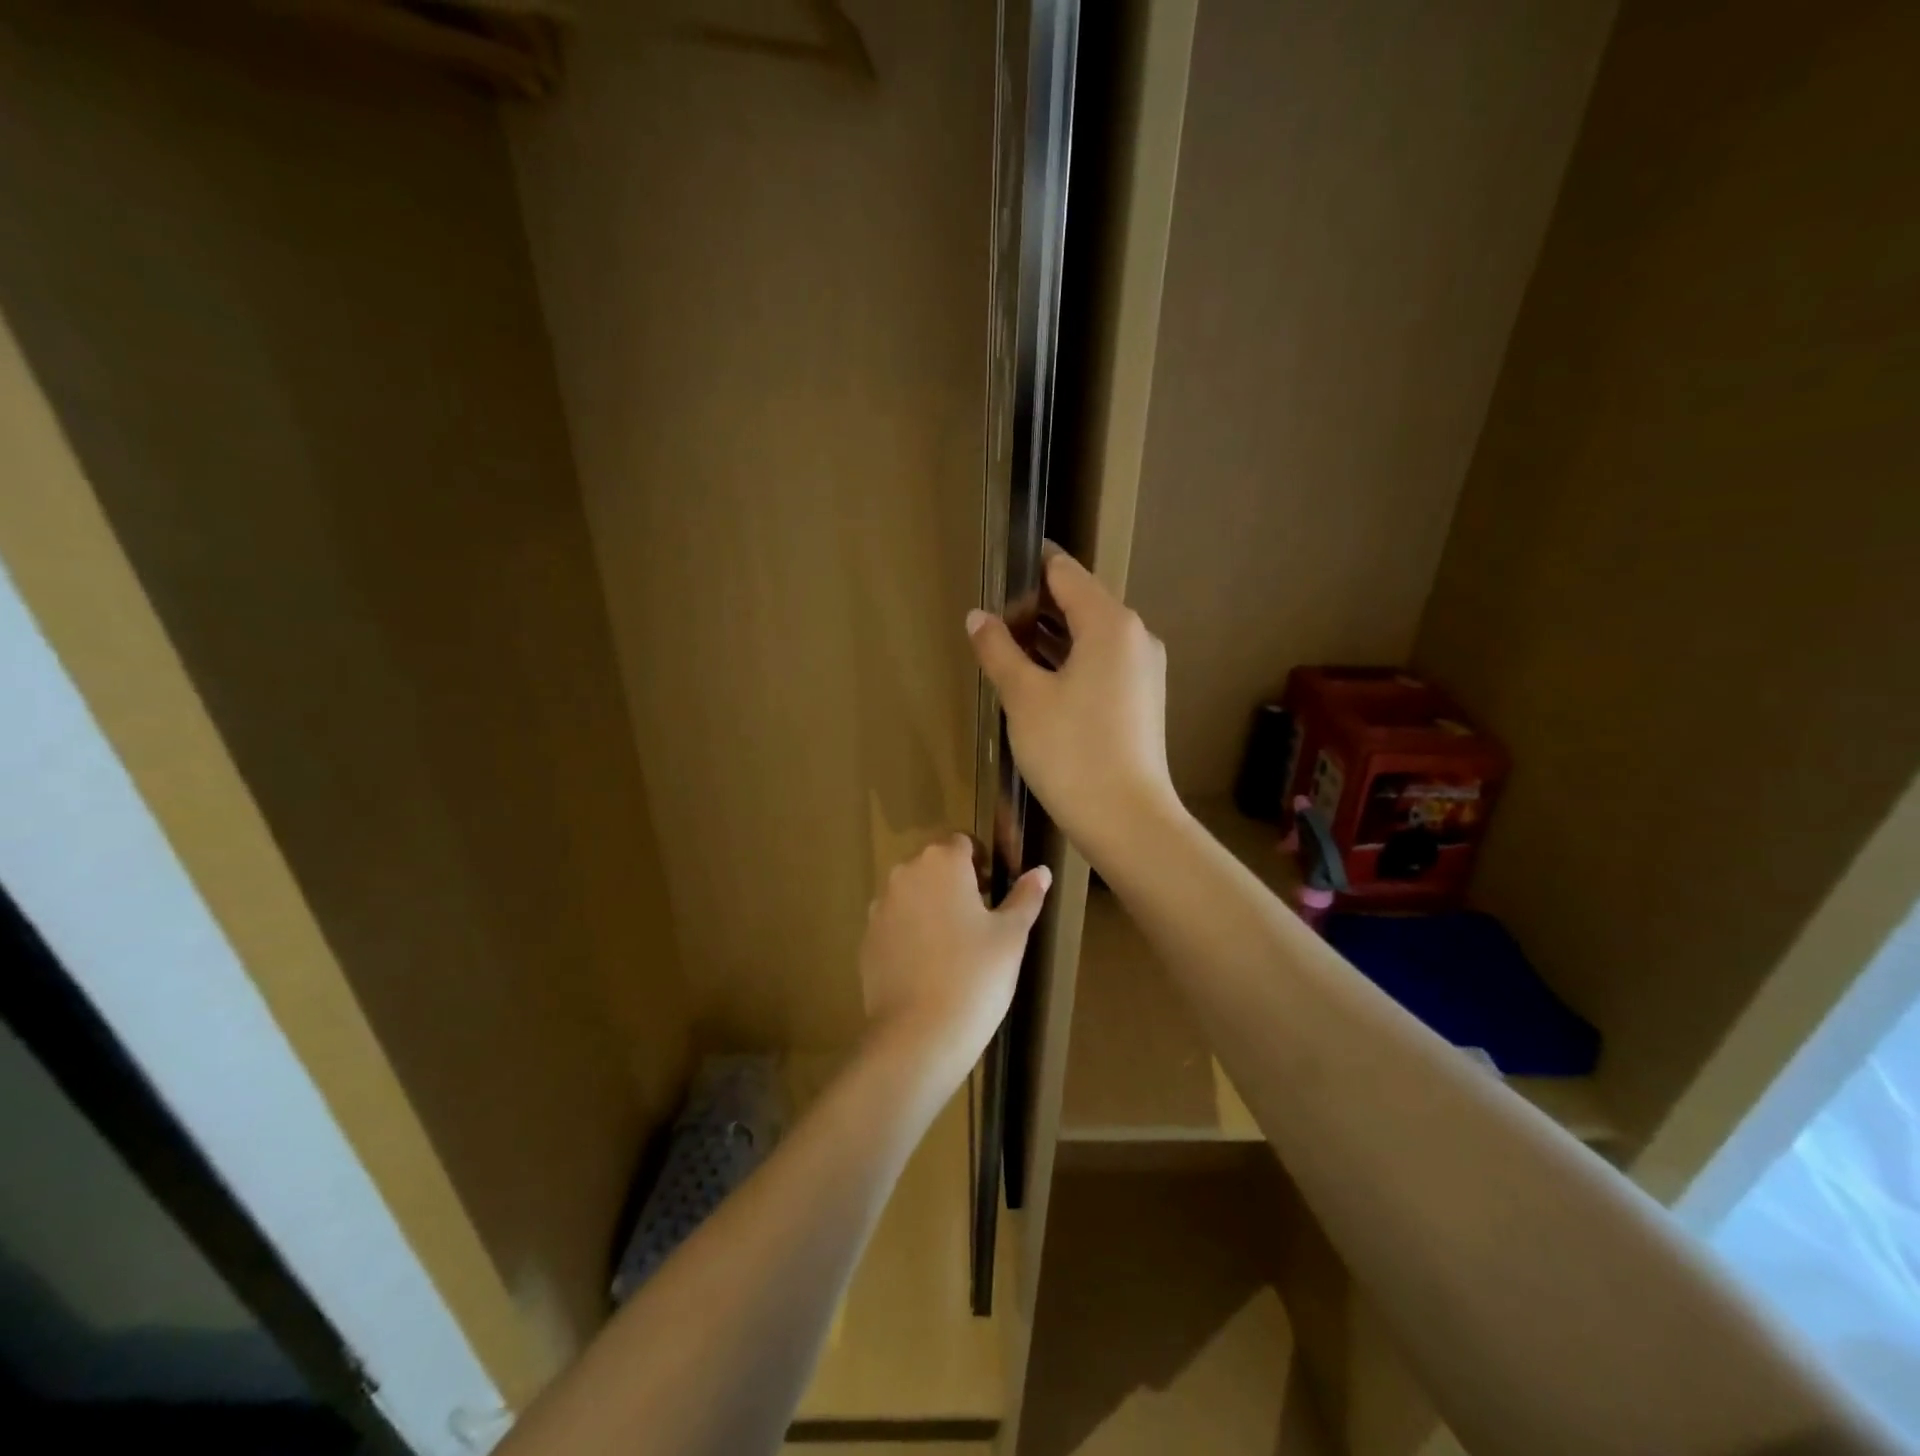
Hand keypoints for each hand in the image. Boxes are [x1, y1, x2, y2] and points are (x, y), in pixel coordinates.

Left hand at [860, 835, 1049, 1072]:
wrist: (919, 1034)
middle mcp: (905, 874)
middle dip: (955, 882)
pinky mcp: (867, 939)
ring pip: (912, 894)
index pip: (962, 842)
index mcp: (942, 863)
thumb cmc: (976, 975)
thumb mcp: (1012, 935)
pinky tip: (928, 967)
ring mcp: (880, 907)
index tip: (993, 891)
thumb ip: (1025, 897)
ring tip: (953, 946)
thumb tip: (1041, 872)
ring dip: (931, 906)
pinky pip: (894, 923)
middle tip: (979, 919)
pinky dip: (910, 933)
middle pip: (933, 865)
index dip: (981, 862)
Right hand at [967, 548, 1178, 857]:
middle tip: (991, 620)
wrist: (1127, 819)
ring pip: (1090, 636)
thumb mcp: (1023, 697)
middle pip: (1080, 602)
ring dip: (1050, 637)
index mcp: (1110, 622)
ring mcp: (1144, 669)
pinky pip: (1102, 663)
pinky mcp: (1142, 699)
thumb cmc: (1071, 751)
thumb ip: (998, 649)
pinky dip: (1070, 662)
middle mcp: (1135, 636)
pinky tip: (1037, 681)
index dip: (1029, 567)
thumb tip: (978, 615)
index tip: (995, 572)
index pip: (1065, 572)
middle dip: (1035, 607)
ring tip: (1005, 649)